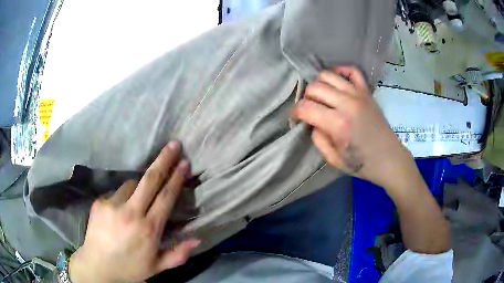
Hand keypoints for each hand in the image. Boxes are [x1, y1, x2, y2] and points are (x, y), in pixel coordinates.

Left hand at [69, 142, 199, 282]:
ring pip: (131, 184)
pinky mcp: (99, 202)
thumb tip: (197, 239)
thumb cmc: (130, 268)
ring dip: (139, 186)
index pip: (165, 197)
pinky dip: (123, 197)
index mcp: (148, 229)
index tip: (184, 162)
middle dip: (164, 160)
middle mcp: (131, 213)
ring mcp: (112, 205)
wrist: (97, 265)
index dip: (176, 178)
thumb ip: (178, 254)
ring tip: (138, 203)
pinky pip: (116, 192)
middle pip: (150, 180)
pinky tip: (120, 210)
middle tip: (174, 144)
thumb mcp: (157, 266)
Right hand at [293, 67, 420, 191]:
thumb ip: (318, 139)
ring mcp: (358, 94)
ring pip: (328, 75)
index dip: (295, 112)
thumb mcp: (333, 159)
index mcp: (338, 124)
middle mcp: (347, 104)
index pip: (306, 108)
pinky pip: (352, 71)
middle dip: (305, 98)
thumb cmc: (361, 164)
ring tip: (320, 97)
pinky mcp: (367, 91)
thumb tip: (312, 123)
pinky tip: (336, 82)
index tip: (295, 118)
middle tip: (309, 110)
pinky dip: (340, 71)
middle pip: (314, 87)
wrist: (388, 159)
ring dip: (318, 84)